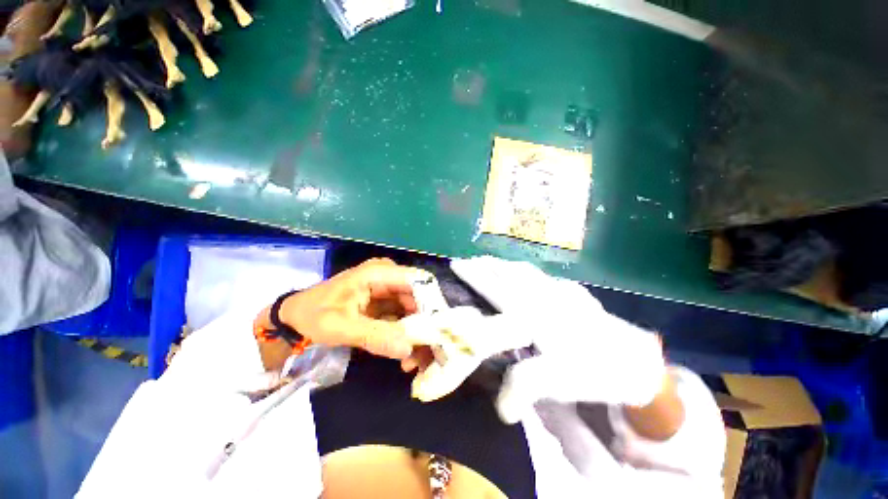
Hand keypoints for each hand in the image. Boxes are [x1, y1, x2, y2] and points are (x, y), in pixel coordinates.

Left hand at [254, 258, 432, 358]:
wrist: (295, 317)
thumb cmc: (313, 314)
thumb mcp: (339, 326)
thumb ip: (373, 336)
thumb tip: (407, 349)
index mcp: (379, 273)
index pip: (419, 281)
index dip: (433, 303)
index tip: (438, 331)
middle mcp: (389, 278)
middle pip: (420, 298)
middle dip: (426, 326)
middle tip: (428, 354)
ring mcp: (389, 291)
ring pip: (415, 310)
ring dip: (417, 335)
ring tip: (415, 362)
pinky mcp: (386, 304)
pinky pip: (404, 318)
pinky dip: (407, 336)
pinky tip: (406, 356)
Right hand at [448, 257, 666, 422]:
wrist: (635, 361)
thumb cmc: (592, 370)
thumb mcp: (558, 383)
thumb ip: (525, 387)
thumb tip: (501, 409)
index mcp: (532, 314)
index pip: (495, 288)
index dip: (474, 275)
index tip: (457, 264)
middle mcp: (542, 296)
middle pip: (508, 273)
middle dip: (486, 265)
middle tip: (469, 261)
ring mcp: (560, 290)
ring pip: (525, 270)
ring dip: (504, 264)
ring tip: (491, 262)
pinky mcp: (574, 292)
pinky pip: (543, 275)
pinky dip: (528, 271)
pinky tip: (526, 274)